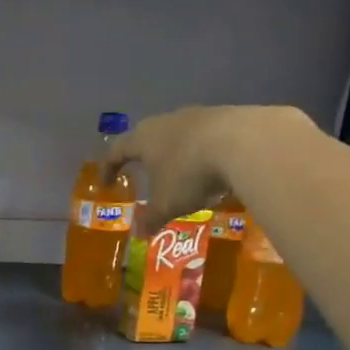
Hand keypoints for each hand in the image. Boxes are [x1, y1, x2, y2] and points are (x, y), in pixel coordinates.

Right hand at [106, 105, 286, 231]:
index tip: (106, 183)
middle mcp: (166, 122)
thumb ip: (151, 219)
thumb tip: (139, 234)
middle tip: (143, 172)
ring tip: (180, 173)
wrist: (243, 143)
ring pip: (178, 135)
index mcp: (144, 139)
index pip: (117, 151)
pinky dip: (202, 152)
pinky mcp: (226, 116)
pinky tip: (213, 169)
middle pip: (147, 137)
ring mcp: (197, 115)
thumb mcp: (167, 204)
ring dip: (175, 153)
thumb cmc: (190, 174)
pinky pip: (206, 136)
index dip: (109, 168)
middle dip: (144, 156)